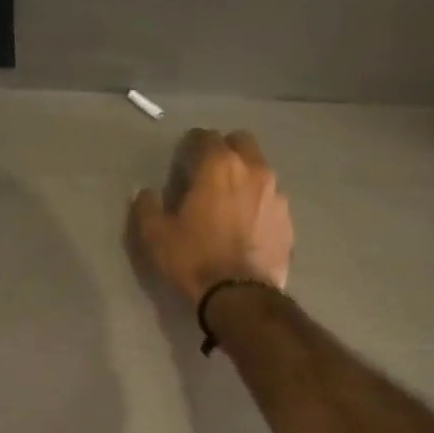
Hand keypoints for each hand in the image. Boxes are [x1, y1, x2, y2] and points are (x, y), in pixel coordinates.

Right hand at [131, 128, 293, 303]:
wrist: (240, 295)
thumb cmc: (194, 259)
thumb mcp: (157, 236)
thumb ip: (148, 207)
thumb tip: (145, 192)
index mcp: (219, 166)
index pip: (206, 137)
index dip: (192, 143)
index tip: (184, 157)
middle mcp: (254, 170)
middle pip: (242, 142)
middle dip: (225, 149)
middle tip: (209, 171)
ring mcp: (276, 194)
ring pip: (261, 169)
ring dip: (245, 176)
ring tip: (230, 200)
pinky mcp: (288, 219)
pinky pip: (271, 199)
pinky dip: (259, 203)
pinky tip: (247, 224)